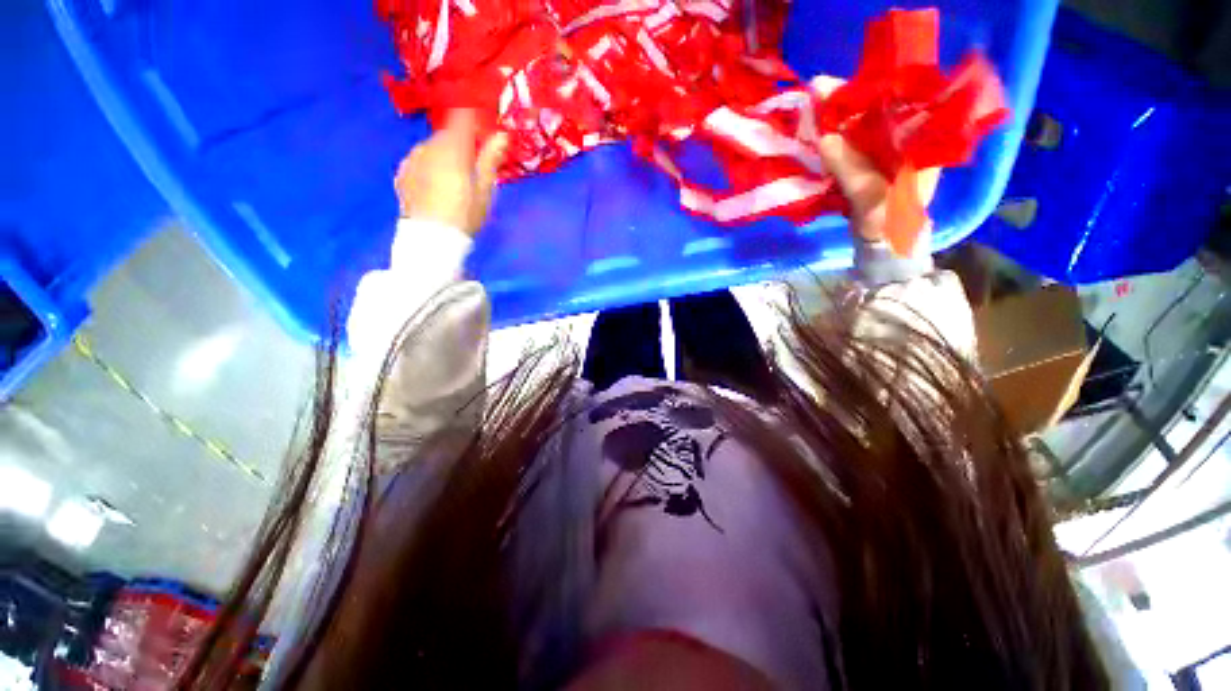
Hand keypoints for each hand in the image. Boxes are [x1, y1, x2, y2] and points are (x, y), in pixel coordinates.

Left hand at [395, 110, 508, 236]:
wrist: (431, 239)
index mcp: (452, 147)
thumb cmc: (465, 215)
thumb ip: (490, 159)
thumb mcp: (485, 190)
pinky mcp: (402, 173)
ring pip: (433, 148)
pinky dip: (430, 168)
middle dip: (462, 145)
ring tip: (454, 183)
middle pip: (448, 135)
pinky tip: (437, 189)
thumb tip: (502, 135)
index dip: (474, 120)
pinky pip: (420, 162)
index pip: (463, 117)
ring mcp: (412, 158)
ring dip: (445, 157)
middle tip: (474, 168)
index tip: (485, 133)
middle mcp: (428, 145)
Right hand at [810, 76, 940, 243]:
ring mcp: (886, 150)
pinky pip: (850, 144)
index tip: (837, 87)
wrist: (884, 246)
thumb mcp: (872, 198)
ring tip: (813, 109)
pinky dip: (834, 138)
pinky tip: (817, 133)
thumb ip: (851, 170)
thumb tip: (825, 139)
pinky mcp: (869, 162)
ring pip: (861, 126)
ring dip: (837, 119)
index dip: (867, 92)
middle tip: (817, 92)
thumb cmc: (888, 223)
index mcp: (920, 141)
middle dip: (847, 102)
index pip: (897, 102)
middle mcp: (906, 139)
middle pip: (876, 110)